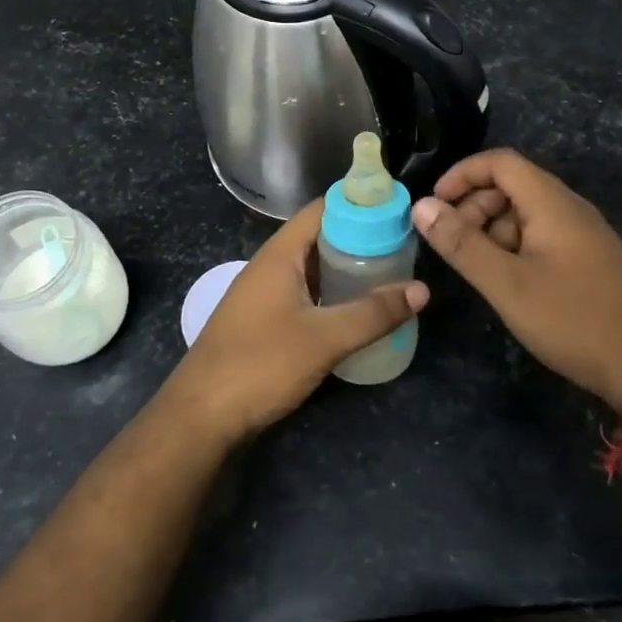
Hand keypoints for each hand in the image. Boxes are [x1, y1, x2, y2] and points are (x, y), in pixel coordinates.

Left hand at [160, 199, 428, 447]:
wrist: (200, 416)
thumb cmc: (260, 364)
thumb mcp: (324, 338)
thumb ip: (373, 313)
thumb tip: (421, 290)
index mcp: (279, 255)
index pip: (322, 209)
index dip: (358, 205)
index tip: (397, 211)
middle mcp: (269, 266)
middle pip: (319, 238)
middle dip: (359, 240)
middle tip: (402, 248)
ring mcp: (262, 295)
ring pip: (311, 269)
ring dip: (345, 270)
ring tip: (388, 277)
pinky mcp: (262, 323)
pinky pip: (303, 294)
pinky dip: (330, 295)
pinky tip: (354, 312)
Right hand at [411, 149, 621, 409]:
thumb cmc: (571, 319)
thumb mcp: (506, 284)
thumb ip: (462, 244)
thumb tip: (422, 207)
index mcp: (552, 203)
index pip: (500, 162)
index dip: (461, 175)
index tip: (434, 207)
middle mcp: (569, 208)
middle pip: (511, 185)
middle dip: (474, 206)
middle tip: (453, 245)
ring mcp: (583, 233)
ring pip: (525, 212)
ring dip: (492, 230)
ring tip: (478, 270)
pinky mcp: (588, 258)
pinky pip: (542, 235)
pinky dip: (514, 247)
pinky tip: (508, 282)